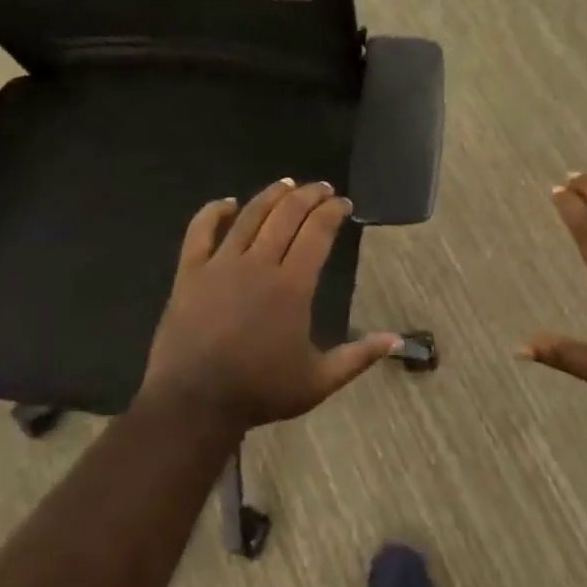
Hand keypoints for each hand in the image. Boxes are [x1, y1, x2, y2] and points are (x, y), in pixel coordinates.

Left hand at [138, 179, 399, 432]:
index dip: (332, 212)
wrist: (194, 402)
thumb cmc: (259, 392)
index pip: (317, 233)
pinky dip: (213, 212)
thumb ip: (358, 356)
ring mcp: (221, 265)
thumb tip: (396, 339)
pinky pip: (200, 231)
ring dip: (271, 196)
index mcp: (292, 286)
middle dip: (308, 196)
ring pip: (249, 216)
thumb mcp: (319, 381)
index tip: (344, 203)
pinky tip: (227, 203)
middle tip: (322, 187)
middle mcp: (258, 264)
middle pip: (286, 216)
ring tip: (287, 184)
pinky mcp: (190, 273)